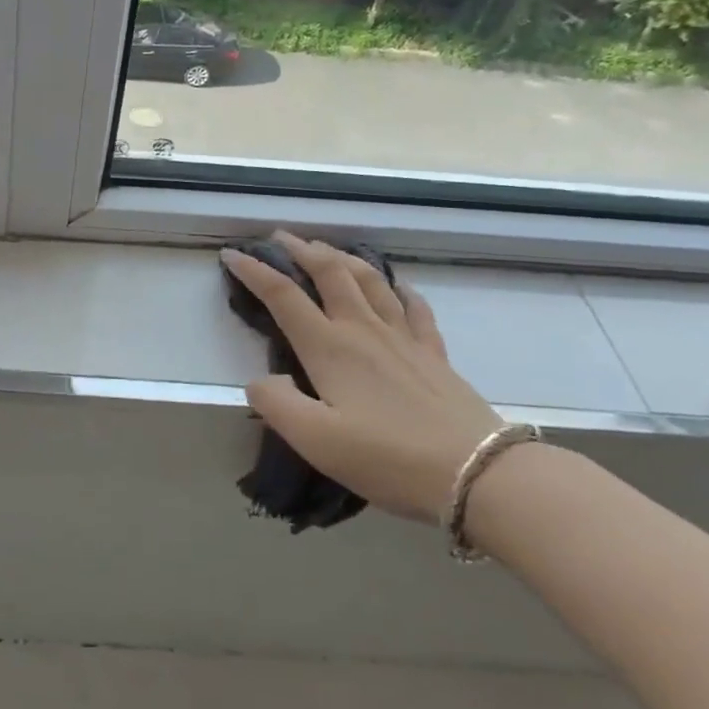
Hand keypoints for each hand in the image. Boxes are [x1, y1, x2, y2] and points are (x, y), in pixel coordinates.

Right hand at [221, 231, 501, 524]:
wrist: (475, 472)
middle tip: (280, 237)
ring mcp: (403, 338)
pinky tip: (397, 287)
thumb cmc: (387, 457)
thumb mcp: (315, 440)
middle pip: (330, 273)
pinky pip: (414, 307)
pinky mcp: (433, 353)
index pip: (283, 296)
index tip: (232, 254)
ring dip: (344, 257)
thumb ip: (276, 404)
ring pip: (370, 280)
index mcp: (329, 348)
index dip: (254, 271)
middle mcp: (363, 330)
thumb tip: (259, 380)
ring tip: (327, 248)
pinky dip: (399, 289)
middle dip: (301, 249)